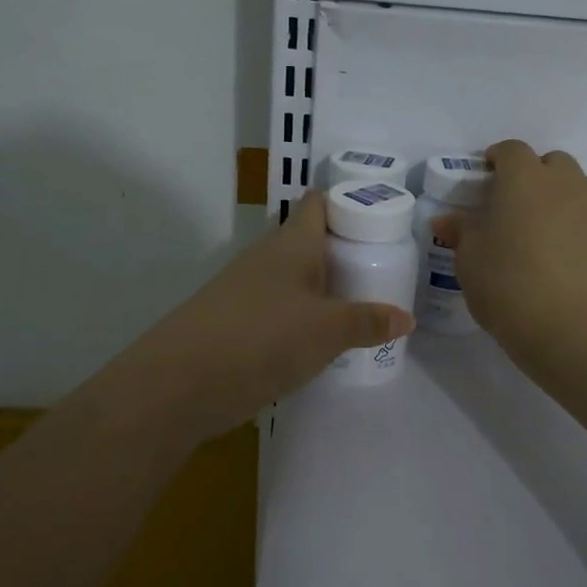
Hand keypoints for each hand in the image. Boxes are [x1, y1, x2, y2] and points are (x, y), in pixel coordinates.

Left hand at [124, 189, 415, 439]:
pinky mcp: (235, 323)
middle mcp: (267, 258)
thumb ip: (368, 322)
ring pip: (293, 278)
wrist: (180, 383)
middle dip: (344, 252)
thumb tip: (407, 318)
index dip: (348, 203)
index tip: (381, 219)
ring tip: (360, 305)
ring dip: (323, 288)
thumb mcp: (328, 331)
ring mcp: (246, 291)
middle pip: (309, 242)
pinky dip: (301, 318)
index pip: (318, 203)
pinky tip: (321, 341)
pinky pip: (278, 309)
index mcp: (291, 243)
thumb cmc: (264, 338)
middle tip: (382, 269)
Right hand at [430, 140, 586, 364]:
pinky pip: (583, 217)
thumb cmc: (510, 284)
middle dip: (530, 174)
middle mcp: (562, 184)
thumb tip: (447, 220)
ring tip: (530, 229)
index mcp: (524, 178)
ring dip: (553, 197)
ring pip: (572, 187)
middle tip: (508, 203)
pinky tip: (551, 254)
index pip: (511, 150)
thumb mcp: (470, 260)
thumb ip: (460, 232)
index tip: (482, 177)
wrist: (576, 329)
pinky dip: (568, 224)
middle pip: (550, 162)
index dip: (496, 159)